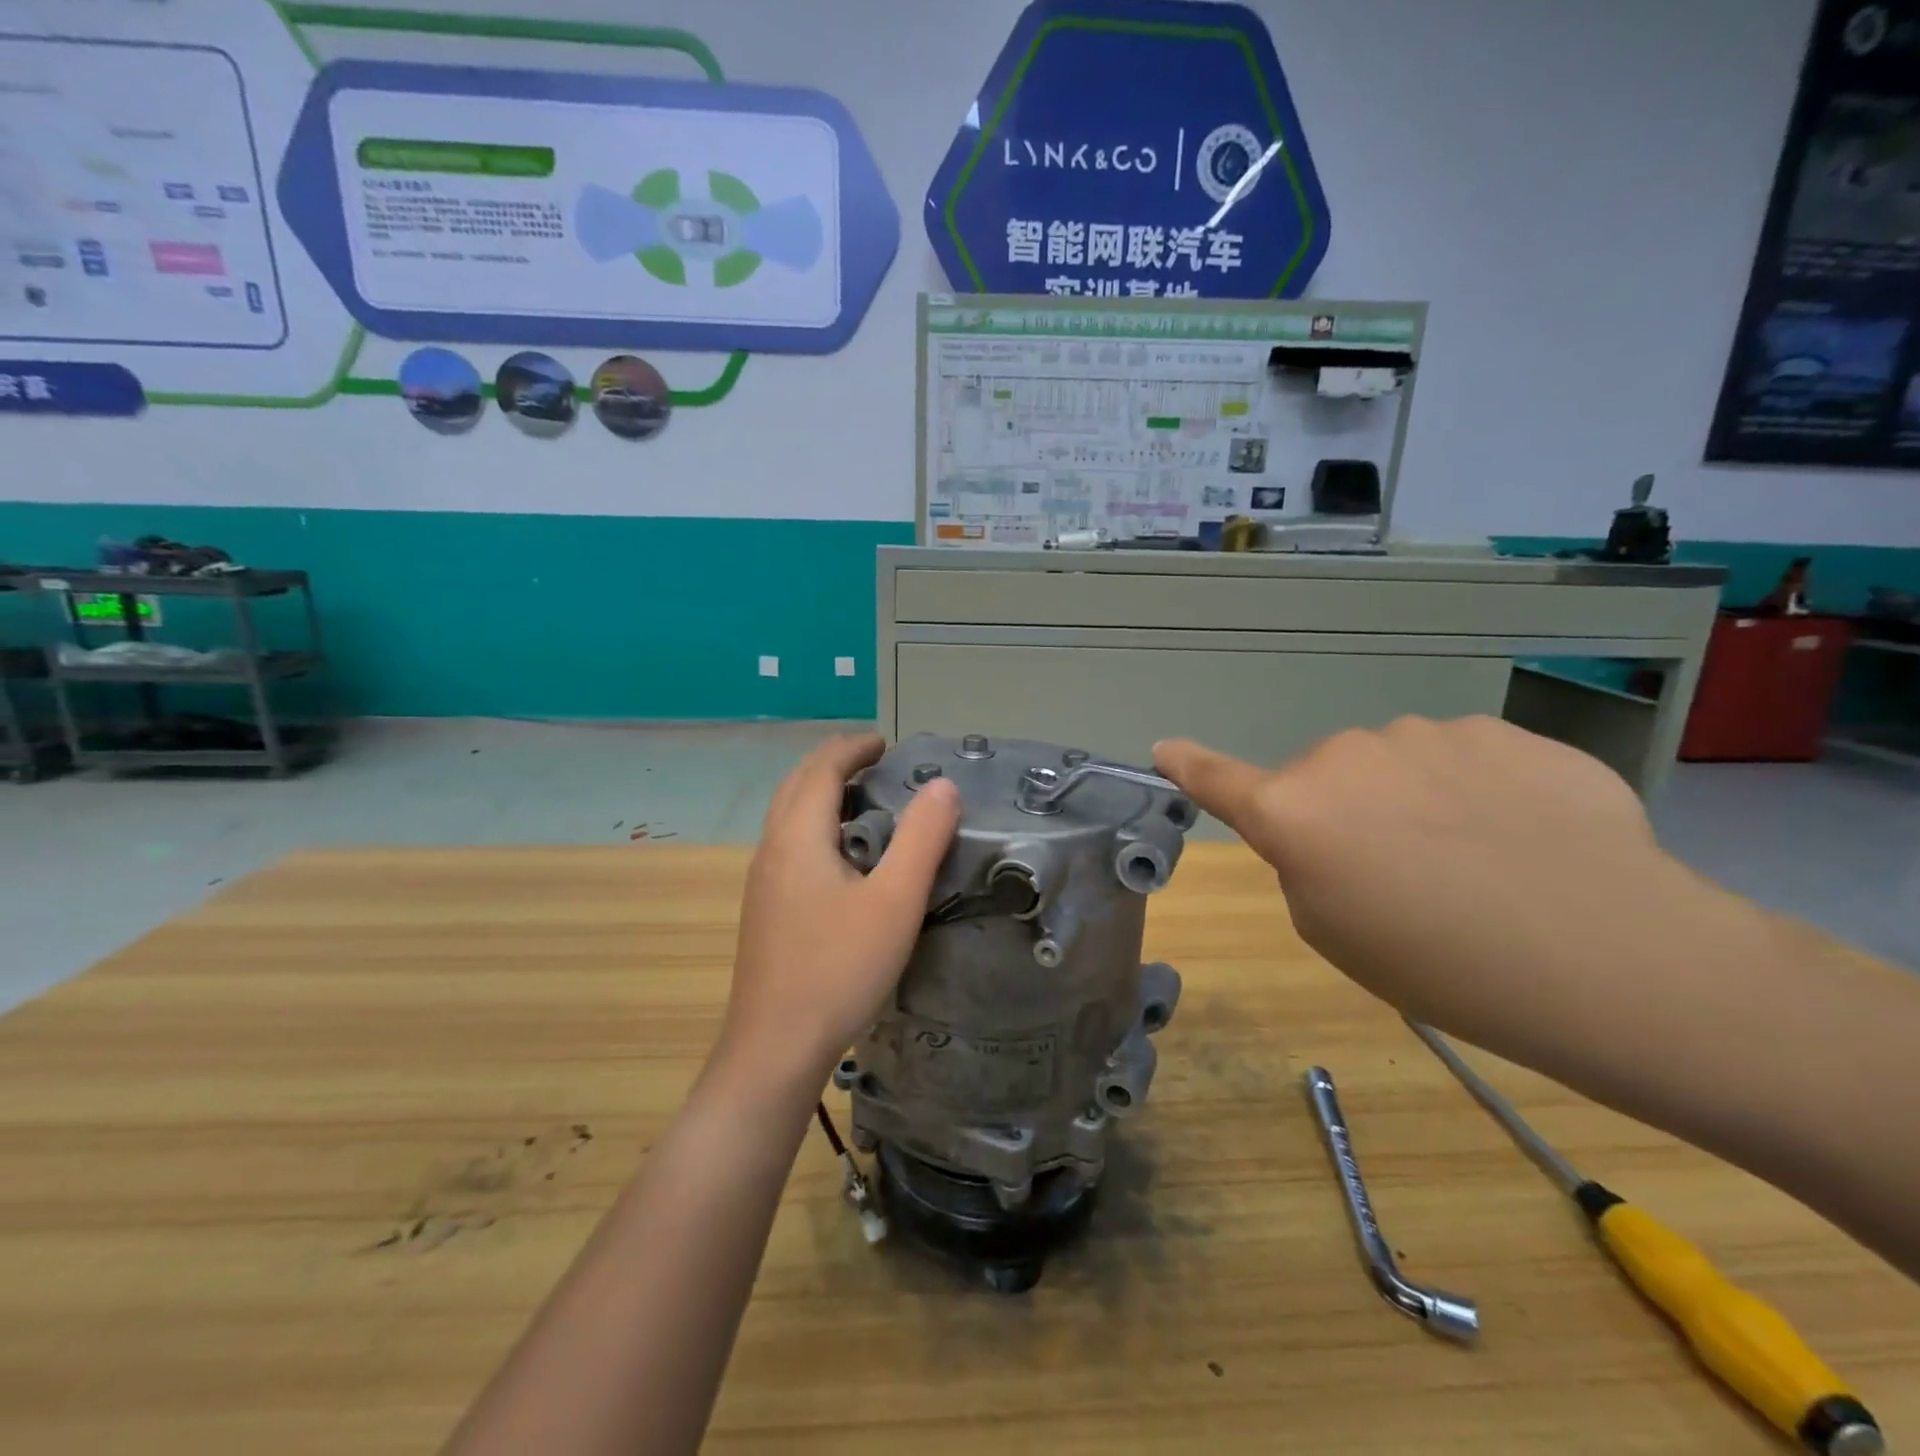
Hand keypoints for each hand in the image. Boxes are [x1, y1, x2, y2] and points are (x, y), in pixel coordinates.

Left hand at [720, 733, 958, 1085]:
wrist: (775, 1048)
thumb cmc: (839, 969)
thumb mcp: (895, 901)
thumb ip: (922, 838)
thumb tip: (942, 785)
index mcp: (798, 836)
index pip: (820, 769)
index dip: (852, 748)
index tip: (885, 742)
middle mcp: (772, 849)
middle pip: (797, 786)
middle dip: (834, 764)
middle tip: (876, 762)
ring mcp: (762, 882)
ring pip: (789, 816)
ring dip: (822, 795)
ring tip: (864, 801)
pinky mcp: (765, 910)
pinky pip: (789, 845)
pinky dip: (816, 826)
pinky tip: (843, 858)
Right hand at [1153, 717, 1701, 1038]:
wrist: (1609, 957)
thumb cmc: (1441, 965)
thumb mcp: (1335, 932)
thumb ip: (1307, 864)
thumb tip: (1330, 825)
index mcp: (1293, 812)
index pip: (1219, 780)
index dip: (1189, 766)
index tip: (1165, 749)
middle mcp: (1345, 756)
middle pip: (1324, 777)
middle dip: (1345, 813)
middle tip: (1403, 876)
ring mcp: (1425, 734)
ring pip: (1395, 763)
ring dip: (1414, 798)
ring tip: (1481, 861)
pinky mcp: (1500, 730)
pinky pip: (1461, 758)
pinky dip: (1477, 791)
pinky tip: (1528, 839)